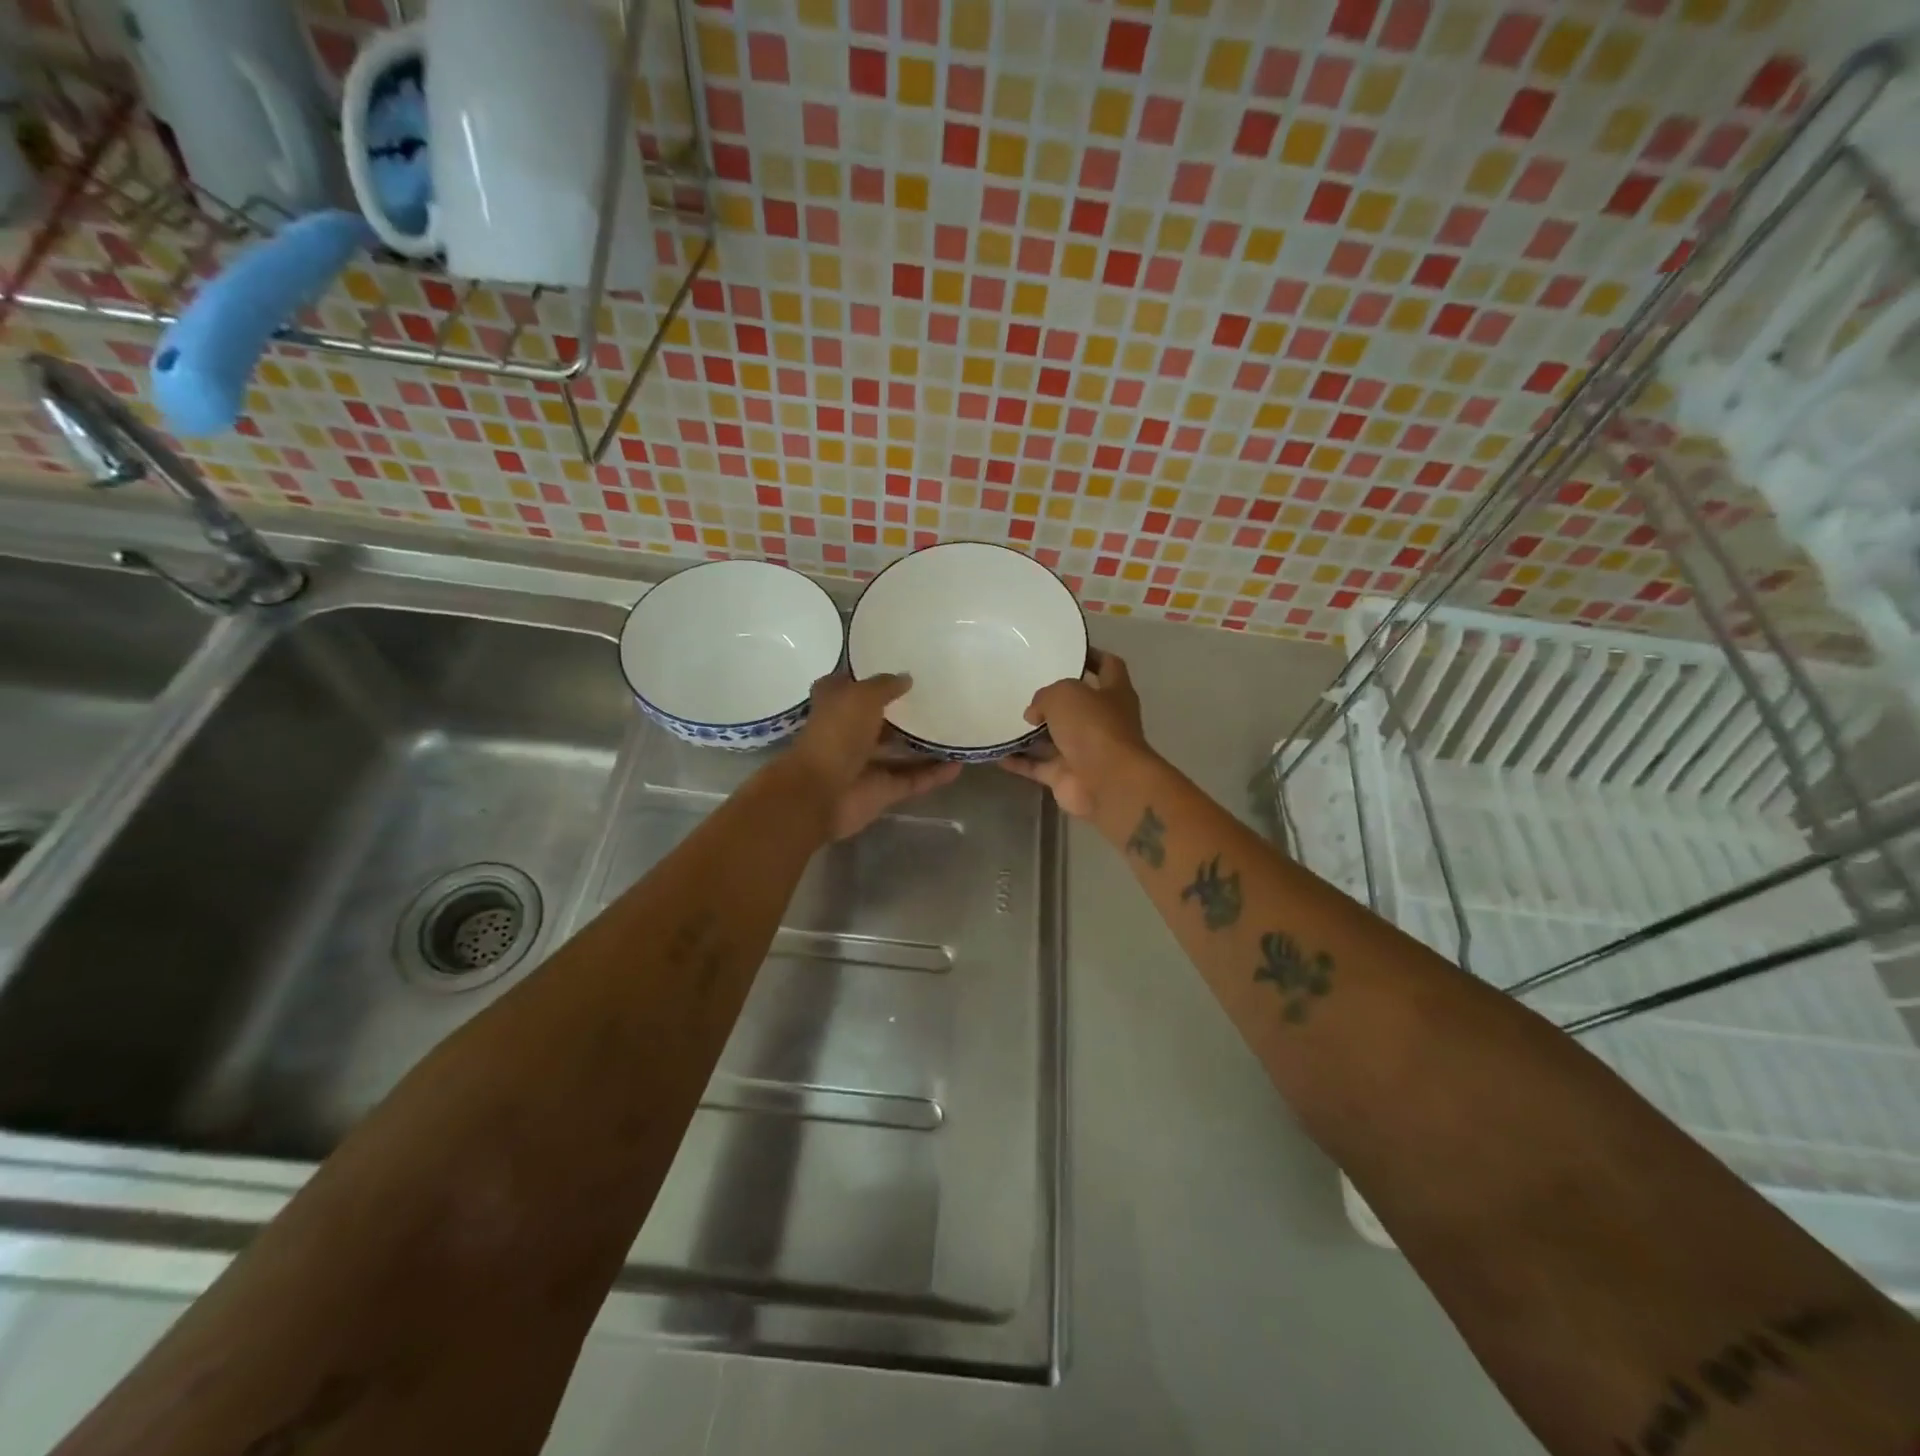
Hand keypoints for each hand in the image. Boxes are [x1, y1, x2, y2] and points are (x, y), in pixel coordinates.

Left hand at [788, 673, 961, 839]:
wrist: (821, 793)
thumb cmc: (836, 734)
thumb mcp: (861, 696)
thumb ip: (885, 685)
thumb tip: (906, 678)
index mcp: (835, 705)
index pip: (850, 684)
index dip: (869, 676)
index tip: (897, 665)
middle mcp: (849, 732)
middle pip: (878, 718)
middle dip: (902, 710)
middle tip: (938, 696)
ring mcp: (866, 764)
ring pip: (899, 751)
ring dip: (923, 744)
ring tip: (955, 729)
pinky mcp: (883, 791)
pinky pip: (914, 779)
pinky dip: (935, 774)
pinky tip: (960, 763)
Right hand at [999, 650, 1151, 818]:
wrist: (1107, 783)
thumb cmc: (1094, 727)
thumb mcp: (1065, 694)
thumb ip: (1045, 696)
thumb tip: (1034, 714)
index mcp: (1114, 693)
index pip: (1107, 666)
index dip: (1091, 656)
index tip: (1068, 650)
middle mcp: (1102, 721)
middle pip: (1076, 705)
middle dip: (1053, 699)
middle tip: (1022, 686)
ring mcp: (1084, 751)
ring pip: (1054, 738)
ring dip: (1031, 732)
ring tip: (1002, 717)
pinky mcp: (1067, 777)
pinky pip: (1037, 766)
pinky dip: (1019, 761)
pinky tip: (996, 752)